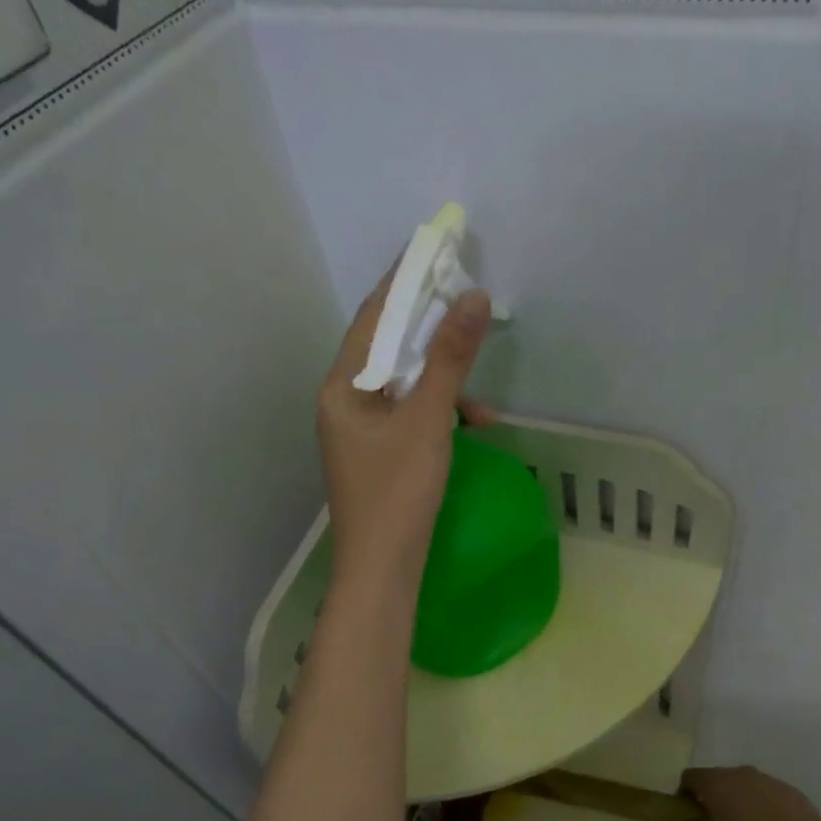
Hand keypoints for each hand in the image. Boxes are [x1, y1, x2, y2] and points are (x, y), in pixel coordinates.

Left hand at [318, 265, 491, 587]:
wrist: (381, 571)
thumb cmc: (397, 493)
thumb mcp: (428, 421)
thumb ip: (450, 359)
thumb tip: (474, 297)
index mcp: (340, 386)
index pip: (373, 317)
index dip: (405, 281)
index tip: (436, 248)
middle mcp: (343, 401)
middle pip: (388, 349)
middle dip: (431, 331)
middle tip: (468, 308)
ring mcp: (359, 430)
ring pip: (404, 385)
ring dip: (443, 383)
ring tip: (480, 403)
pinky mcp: (378, 453)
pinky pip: (410, 415)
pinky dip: (440, 414)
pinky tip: (471, 427)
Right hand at [656, 766, 820, 820]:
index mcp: (715, 781)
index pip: (687, 778)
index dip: (682, 798)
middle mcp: (737, 772)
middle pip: (713, 781)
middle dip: (709, 802)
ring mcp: (764, 778)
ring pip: (739, 787)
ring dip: (734, 804)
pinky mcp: (785, 789)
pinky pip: (761, 794)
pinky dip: (757, 808)